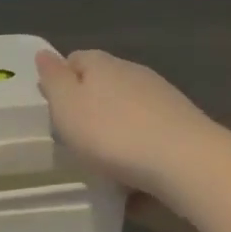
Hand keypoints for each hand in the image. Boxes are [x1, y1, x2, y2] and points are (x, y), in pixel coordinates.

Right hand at [35, 49, 210, 195]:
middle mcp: (133, 72)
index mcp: (102, 64)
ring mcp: (162, 98)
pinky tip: (133, 177)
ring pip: (128, 109)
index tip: (52, 109)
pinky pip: (150, 135)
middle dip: (89, 106)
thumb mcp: (67, 106)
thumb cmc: (112, 133)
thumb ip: (54, 79)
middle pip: (103, 83)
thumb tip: (44, 53)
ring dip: (115, 128)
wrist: (186, 162)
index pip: (76, 59)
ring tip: (103, 160)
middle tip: (74, 138)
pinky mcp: (183, 125)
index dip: (61, 80)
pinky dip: (139, 149)